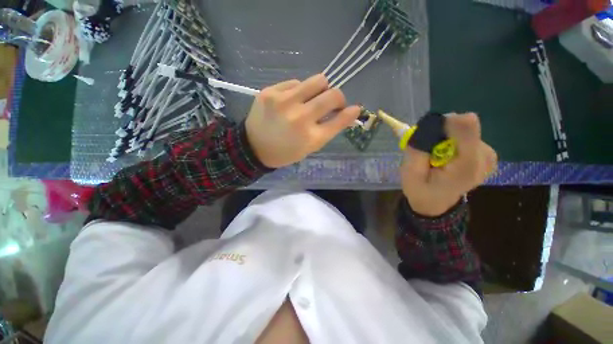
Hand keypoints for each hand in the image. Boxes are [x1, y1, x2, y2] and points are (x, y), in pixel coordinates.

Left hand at [246, 74, 360, 167]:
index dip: (350, 113)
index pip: (339, 120)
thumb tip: (349, 112)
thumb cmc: (286, 151)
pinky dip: (300, 91)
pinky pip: (296, 82)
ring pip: (317, 80)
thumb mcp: (310, 147)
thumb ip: (329, 129)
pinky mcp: (270, 91)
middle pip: (332, 94)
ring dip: (321, 89)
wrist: (254, 147)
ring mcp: (283, 101)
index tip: (355, 109)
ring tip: (311, 99)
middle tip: (332, 103)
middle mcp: (300, 117)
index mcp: (310, 138)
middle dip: (338, 98)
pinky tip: (292, 101)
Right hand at [401, 113, 496, 216]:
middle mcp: (485, 158)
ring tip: (436, 156)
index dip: (444, 123)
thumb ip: (418, 150)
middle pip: (464, 126)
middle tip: (429, 151)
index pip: (466, 126)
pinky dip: (454, 142)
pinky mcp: (487, 154)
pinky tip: (447, 156)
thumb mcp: (410, 173)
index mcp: (467, 166)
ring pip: (465, 129)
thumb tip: (429, 124)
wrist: (435, 203)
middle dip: (442, 133)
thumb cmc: (420, 190)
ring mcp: (489, 156)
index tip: (427, 134)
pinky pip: (468, 136)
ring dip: (446, 138)